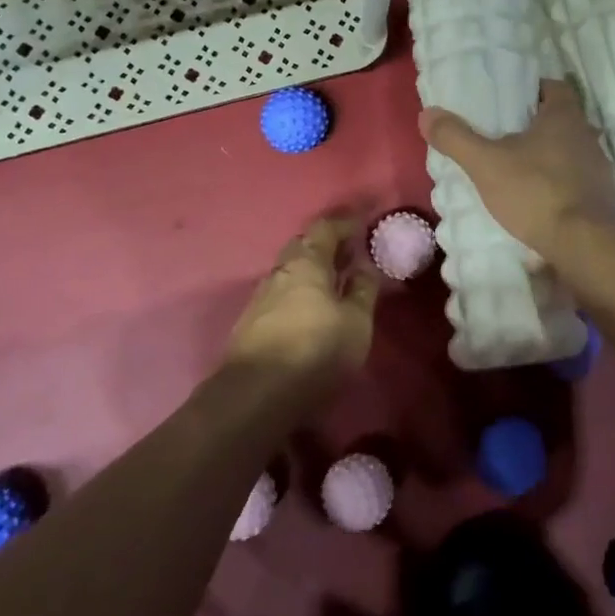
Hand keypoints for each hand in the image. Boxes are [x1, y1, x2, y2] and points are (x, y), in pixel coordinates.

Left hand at [227, 216, 378, 378]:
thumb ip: (363, 291)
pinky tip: (309, 310)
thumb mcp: (356, 322)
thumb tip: (364, 267)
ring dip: (310, 272)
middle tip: (348, 253)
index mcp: (307, 262)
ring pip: (289, 273)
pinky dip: (299, 294)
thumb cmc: (316, 350)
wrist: (257, 395)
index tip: (363, 219)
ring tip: (333, 283)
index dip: (345, 222)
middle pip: (302, 247)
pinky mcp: (250, 324)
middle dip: (325, 245)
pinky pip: (280, 296)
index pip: (325, 228)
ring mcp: (260, 298)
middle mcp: (280, 272)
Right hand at [418, 79, 614, 260]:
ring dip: (547, 157)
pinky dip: (557, 185)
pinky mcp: (602, 198)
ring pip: (569, 152)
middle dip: (534, 126)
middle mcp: (587, 135)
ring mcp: (598, 168)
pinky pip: (575, 181)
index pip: (554, 87)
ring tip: (516, 169)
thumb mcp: (486, 164)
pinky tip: (537, 200)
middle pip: (561, 120)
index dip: (532, 90)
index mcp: (564, 116)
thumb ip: (456, 138)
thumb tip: (427, 114)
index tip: (509, 100)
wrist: (585, 244)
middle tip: (503, 135)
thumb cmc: (536, 192)